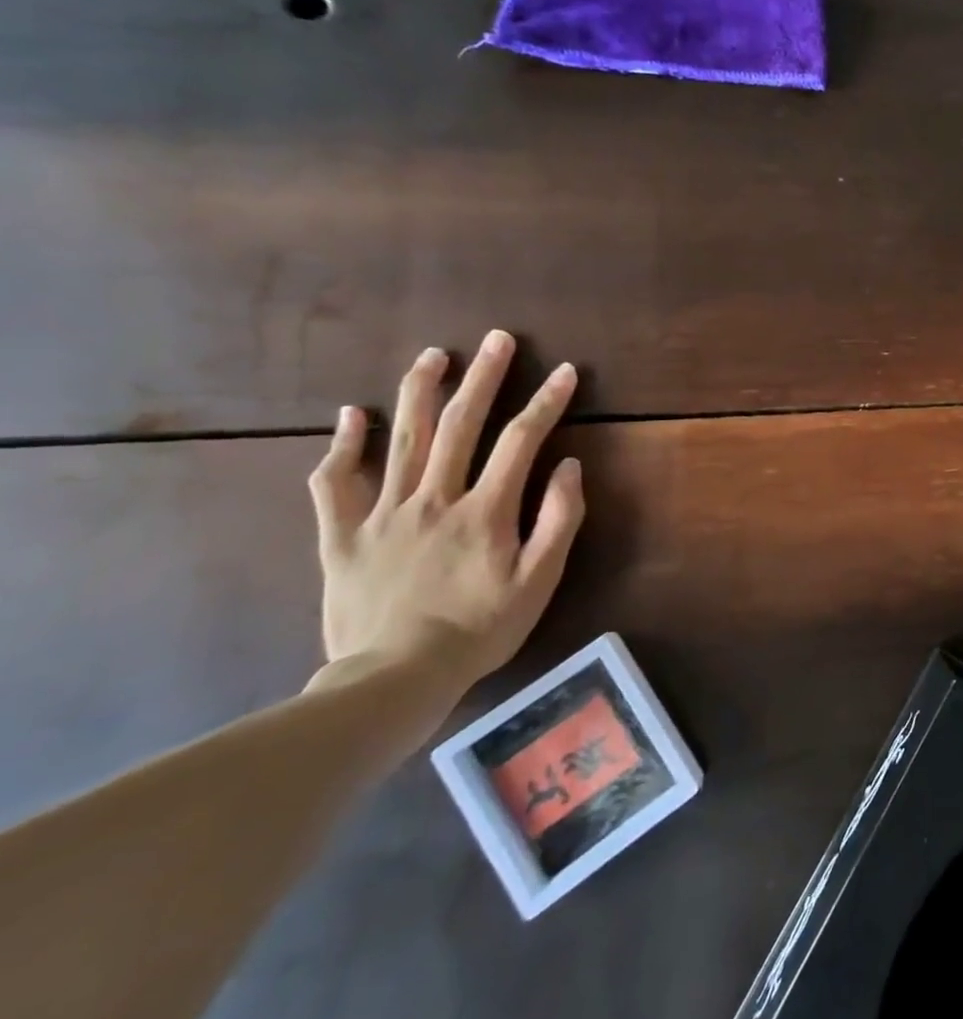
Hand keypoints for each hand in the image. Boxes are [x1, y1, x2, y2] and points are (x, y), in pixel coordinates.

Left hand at [307, 330, 584, 700]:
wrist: (394, 679)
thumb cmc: (480, 629)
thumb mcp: (539, 581)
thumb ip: (559, 520)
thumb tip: (570, 465)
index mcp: (485, 510)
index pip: (522, 440)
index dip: (547, 402)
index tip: (566, 371)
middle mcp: (434, 498)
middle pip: (460, 425)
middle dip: (484, 377)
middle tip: (497, 339)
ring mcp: (384, 514)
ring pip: (401, 439)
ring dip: (420, 391)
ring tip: (435, 355)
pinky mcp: (343, 535)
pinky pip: (335, 482)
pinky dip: (342, 445)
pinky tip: (351, 414)